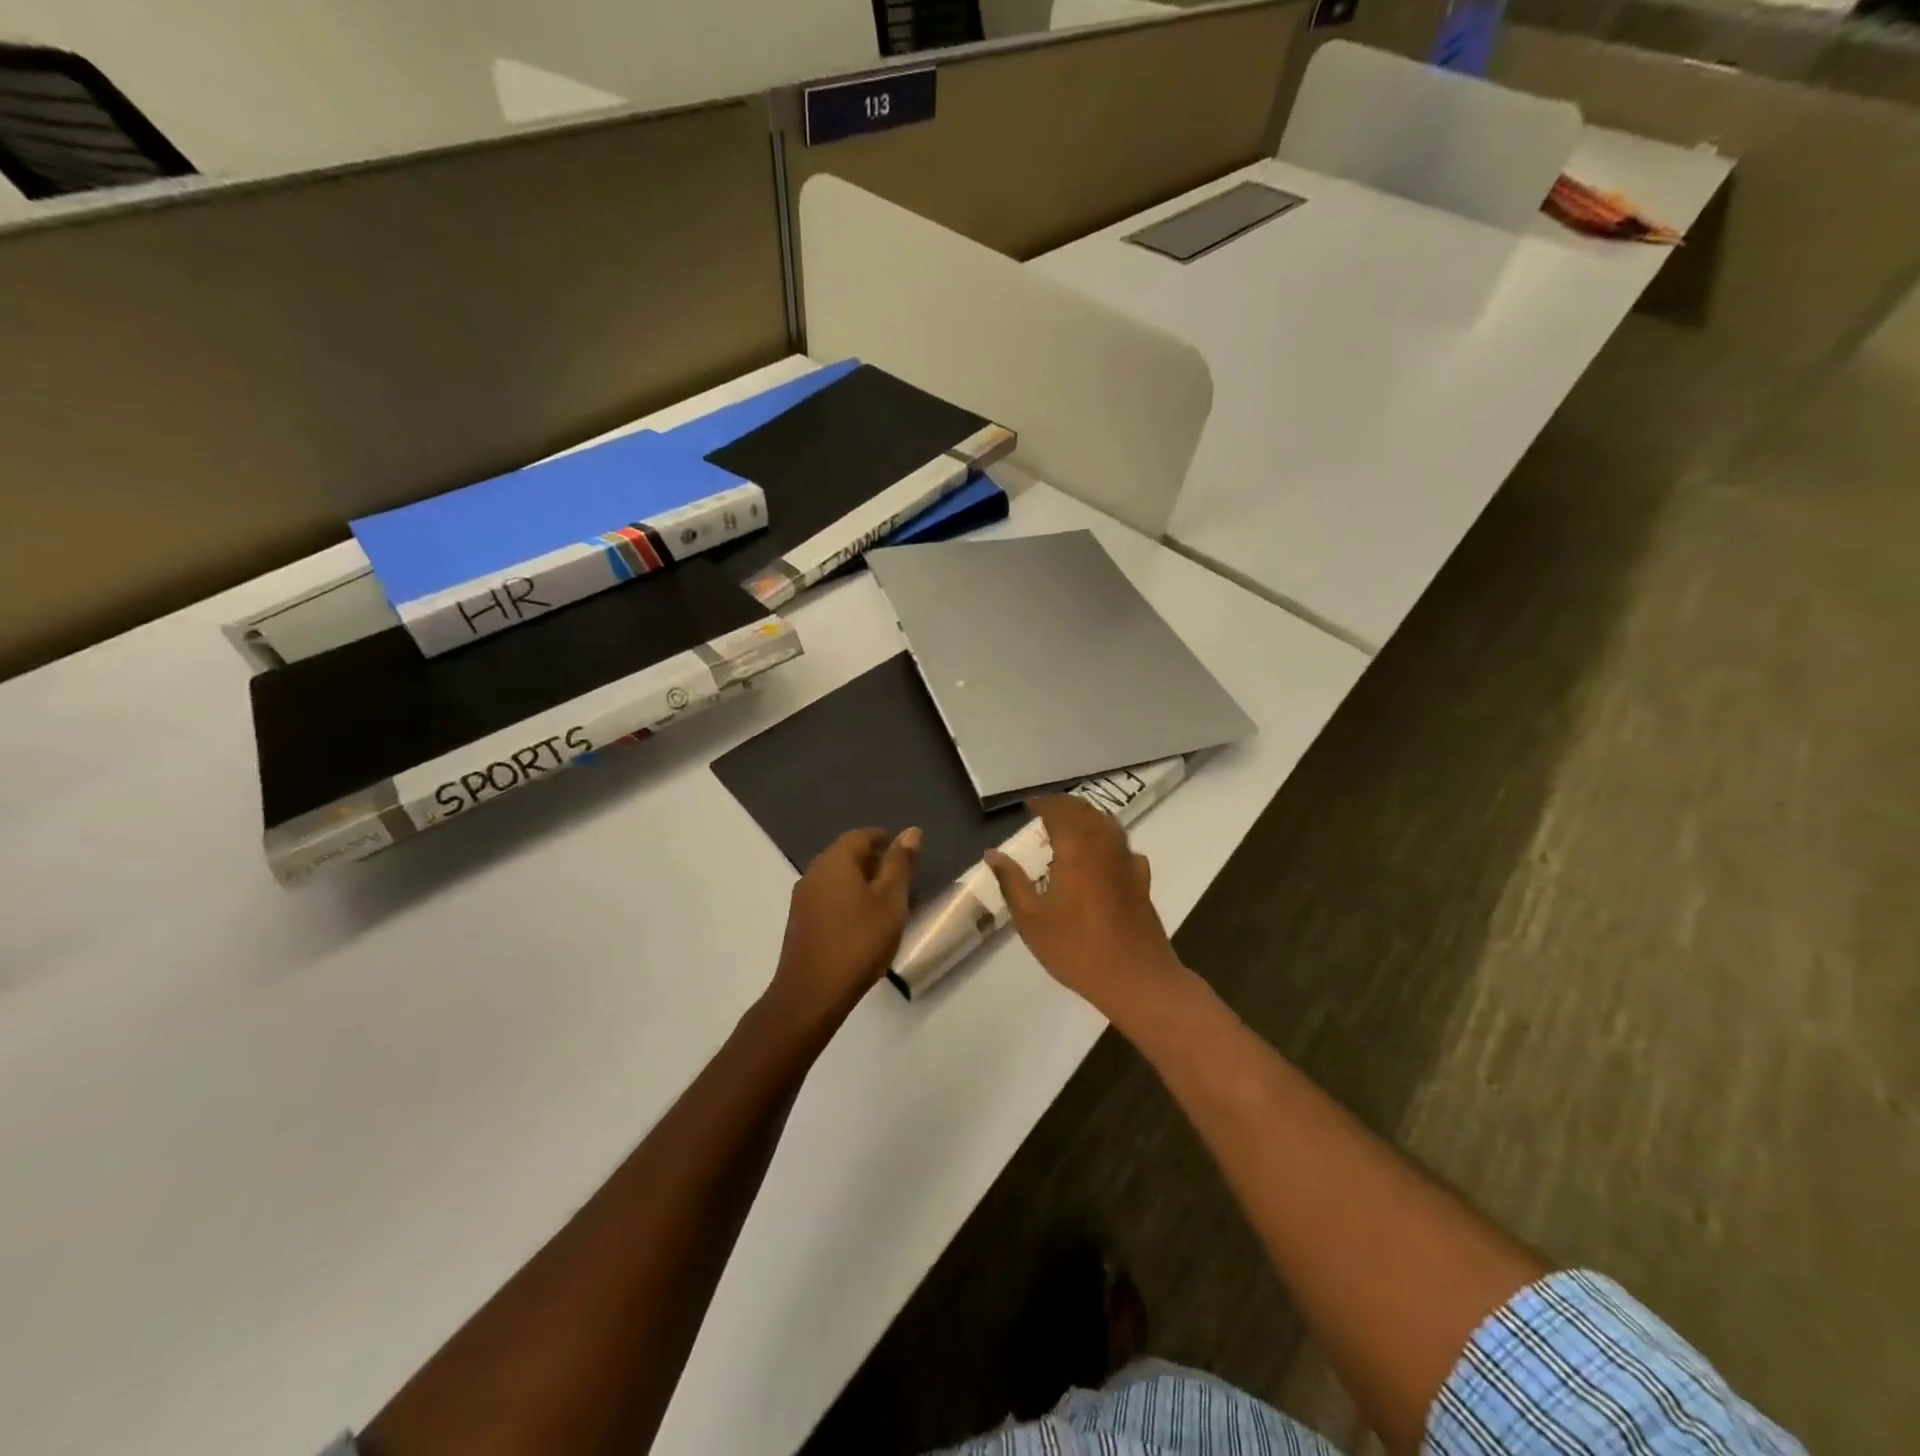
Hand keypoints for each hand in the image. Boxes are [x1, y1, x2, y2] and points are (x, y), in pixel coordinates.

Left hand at [766, 826, 919, 1032]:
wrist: (812, 993)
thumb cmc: (859, 941)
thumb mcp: (891, 901)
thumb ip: (900, 864)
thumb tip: (911, 831)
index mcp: (835, 860)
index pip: (860, 836)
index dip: (884, 840)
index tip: (904, 854)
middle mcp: (814, 872)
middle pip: (846, 855)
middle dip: (873, 862)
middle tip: (900, 880)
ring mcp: (802, 898)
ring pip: (836, 878)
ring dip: (860, 883)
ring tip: (885, 904)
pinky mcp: (799, 922)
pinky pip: (827, 898)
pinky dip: (846, 901)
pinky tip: (862, 923)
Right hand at [985, 796, 1191, 1024]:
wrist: (1136, 978)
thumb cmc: (1076, 948)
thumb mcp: (1031, 919)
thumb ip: (1012, 881)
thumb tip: (993, 854)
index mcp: (1076, 849)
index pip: (1059, 810)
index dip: (1042, 804)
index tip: (1027, 806)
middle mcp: (1104, 846)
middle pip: (1086, 812)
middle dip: (1064, 807)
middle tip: (1044, 812)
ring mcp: (1127, 862)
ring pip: (1107, 825)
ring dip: (1087, 819)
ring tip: (1068, 828)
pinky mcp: (1141, 880)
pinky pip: (1122, 847)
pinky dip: (1107, 841)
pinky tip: (1101, 856)